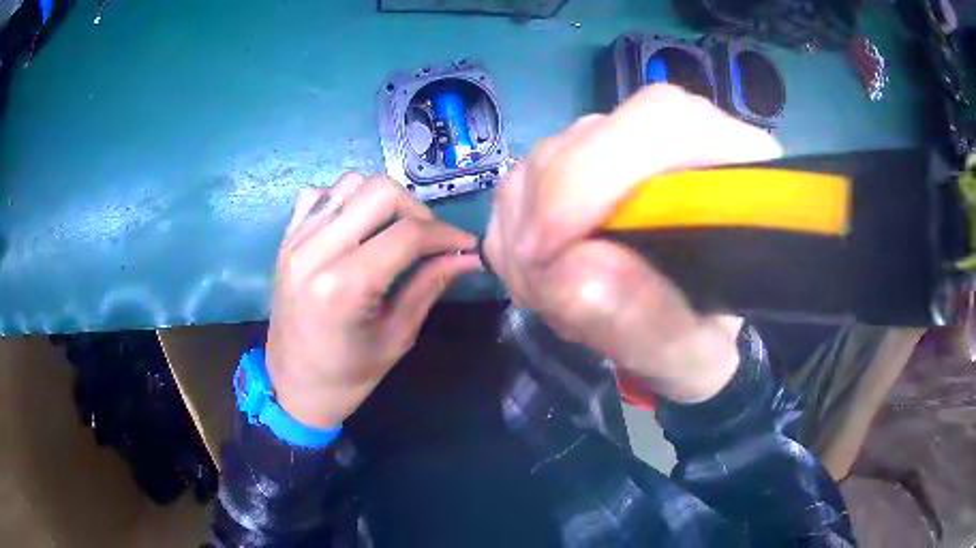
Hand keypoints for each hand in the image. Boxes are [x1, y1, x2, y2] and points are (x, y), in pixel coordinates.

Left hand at [267, 174, 479, 427]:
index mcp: (343, 286)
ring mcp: (295, 240)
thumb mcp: (397, 338)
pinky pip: (320, 194)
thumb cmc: (346, 376)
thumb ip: (430, 286)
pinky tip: (355, 228)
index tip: (465, 245)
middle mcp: (315, 251)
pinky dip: (346, 200)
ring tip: (393, 232)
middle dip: (416, 210)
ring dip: (382, 201)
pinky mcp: (286, 239)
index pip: (407, 234)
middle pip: (379, 191)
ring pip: (351, 182)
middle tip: (428, 240)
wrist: (292, 387)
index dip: (446, 234)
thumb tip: (468, 256)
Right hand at [484, 85, 781, 402]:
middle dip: (546, 220)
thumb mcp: (693, 360)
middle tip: (546, 294)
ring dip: (527, 236)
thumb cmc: (707, 336)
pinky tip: (544, 274)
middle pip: (587, 139)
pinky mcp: (580, 160)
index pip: (661, 121)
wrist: (688, 319)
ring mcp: (621, 142)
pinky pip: (521, 182)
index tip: (547, 253)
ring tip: (555, 294)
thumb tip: (569, 273)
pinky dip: (514, 235)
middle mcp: (676, 136)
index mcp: (733, 166)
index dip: (591, 174)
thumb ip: (650, 325)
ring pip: (544, 159)